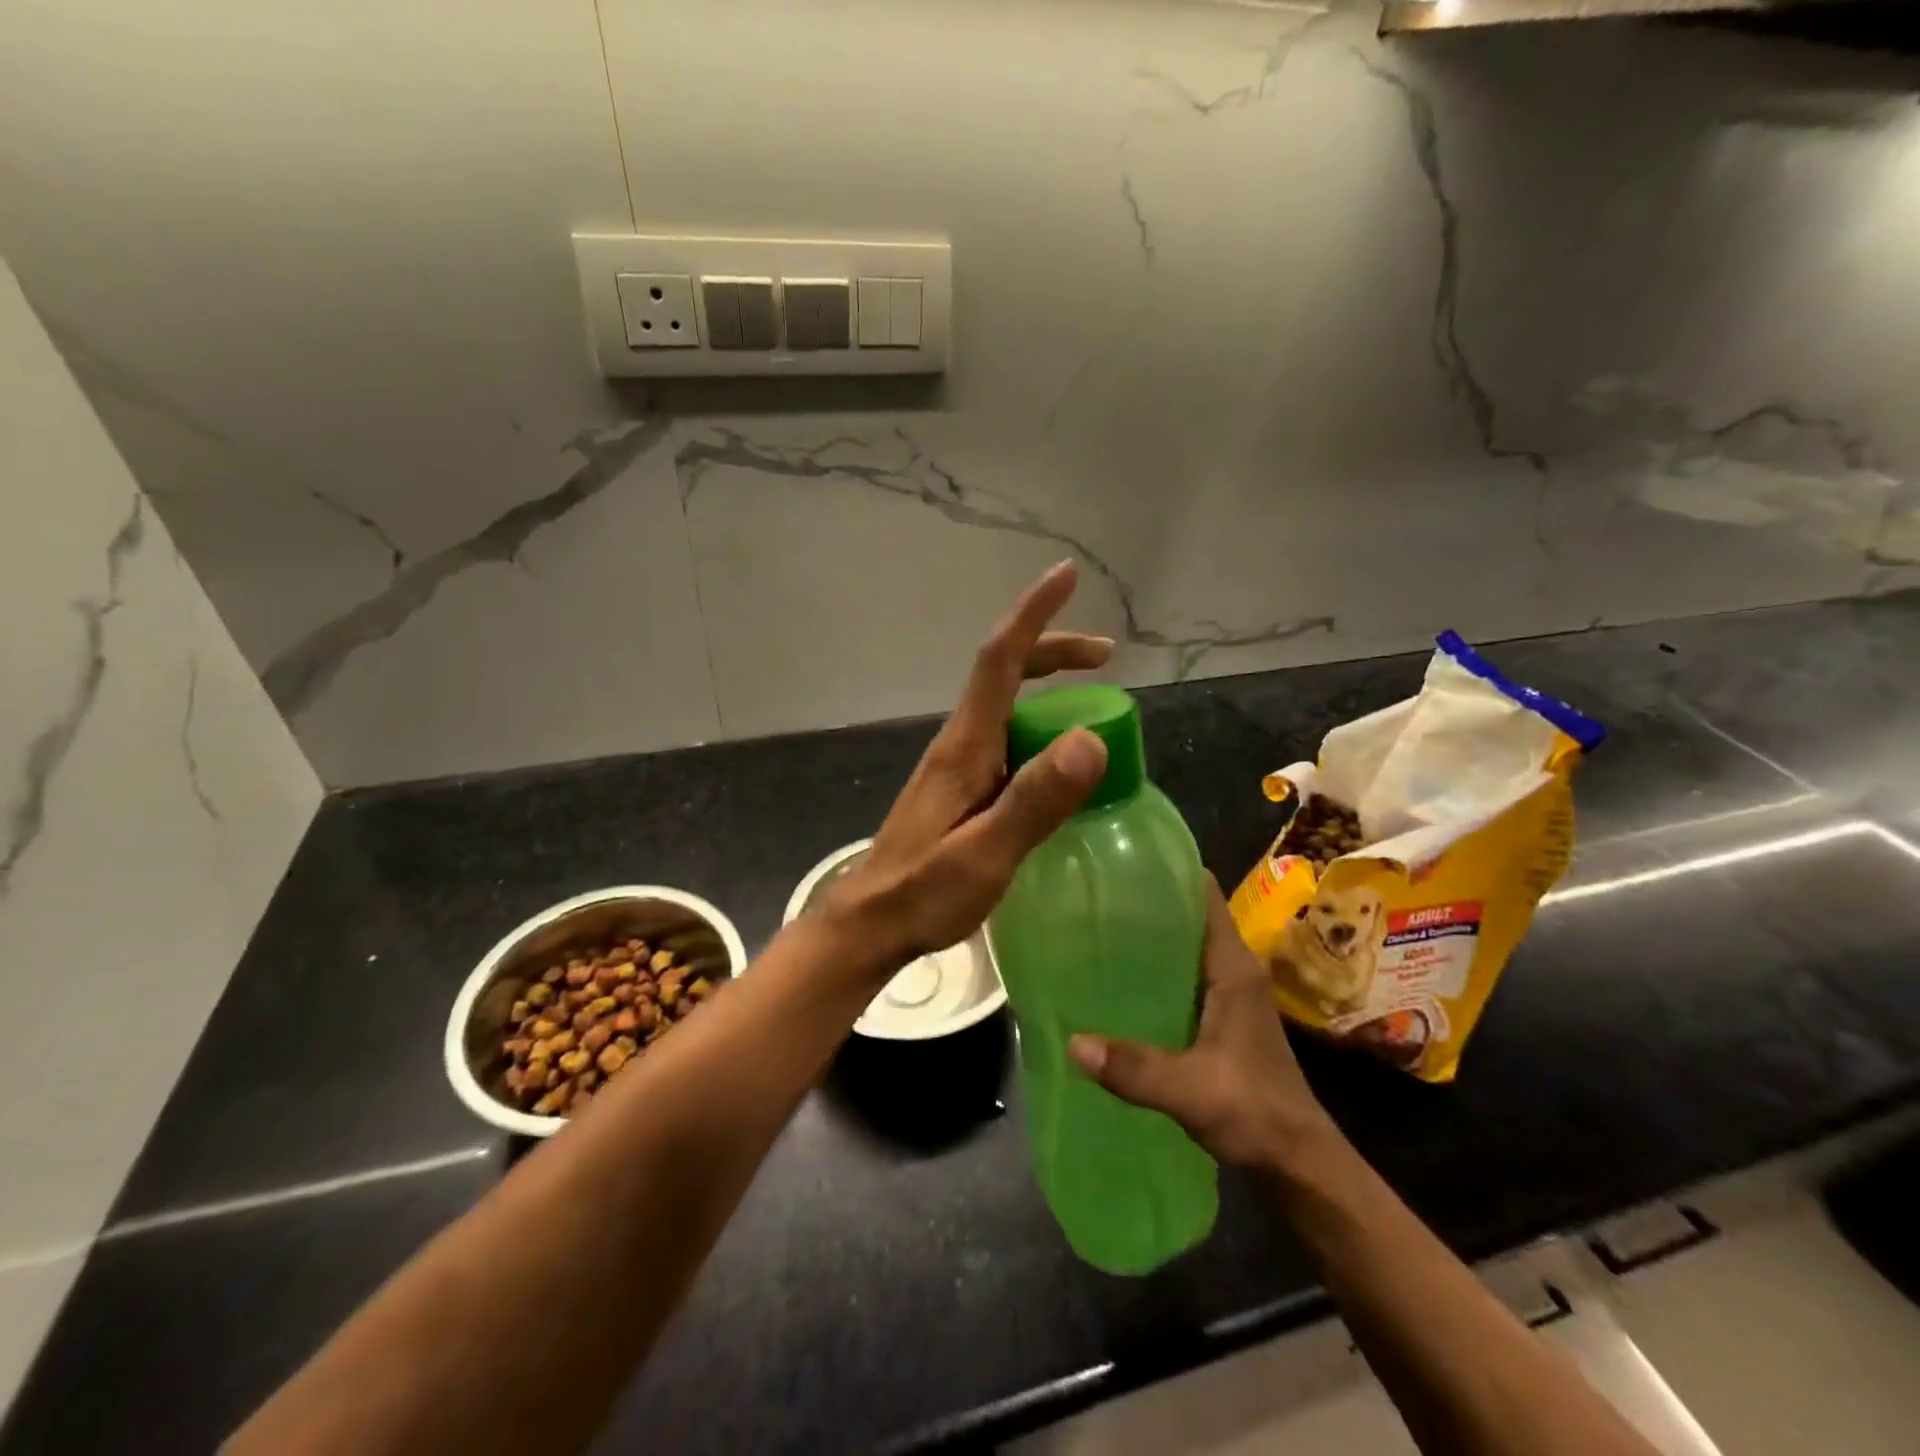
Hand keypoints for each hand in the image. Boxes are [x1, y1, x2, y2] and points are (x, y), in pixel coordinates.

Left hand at [834, 561, 1113, 967]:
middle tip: (1106, 655)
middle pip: (1004, 672)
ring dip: (1048, 686)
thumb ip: (1034, 801)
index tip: (1065, 576)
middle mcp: (960, 743)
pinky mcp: (961, 787)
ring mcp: (958, 764)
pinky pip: (1006, 736)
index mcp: (965, 746)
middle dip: (1053, 649)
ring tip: (1096, 702)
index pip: (999, 660)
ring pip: (1006, 704)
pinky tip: (1059, 757)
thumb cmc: (924, 892)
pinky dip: (1039, 725)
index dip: (1033, 614)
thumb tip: (1088, 740)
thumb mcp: (986, 854)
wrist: (871, 923)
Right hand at [1068, 881, 1337, 1172]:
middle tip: (1094, 893)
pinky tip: (1117, 979)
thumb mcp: (1191, 1089)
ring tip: (1095, 927)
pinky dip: (1154, 968)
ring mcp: (1227, 993)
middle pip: (1189, 916)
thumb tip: (1073, 1042)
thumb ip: (1135, 1068)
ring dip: (1149, 936)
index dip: (1170, 871)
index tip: (1124, 859)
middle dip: (1147, 901)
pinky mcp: (1219, 1017)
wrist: (1297, 1161)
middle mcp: (1231, 970)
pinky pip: (1182, 975)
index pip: (1205, 895)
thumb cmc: (1255, 1111)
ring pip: (1184, 946)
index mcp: (1232, 967)